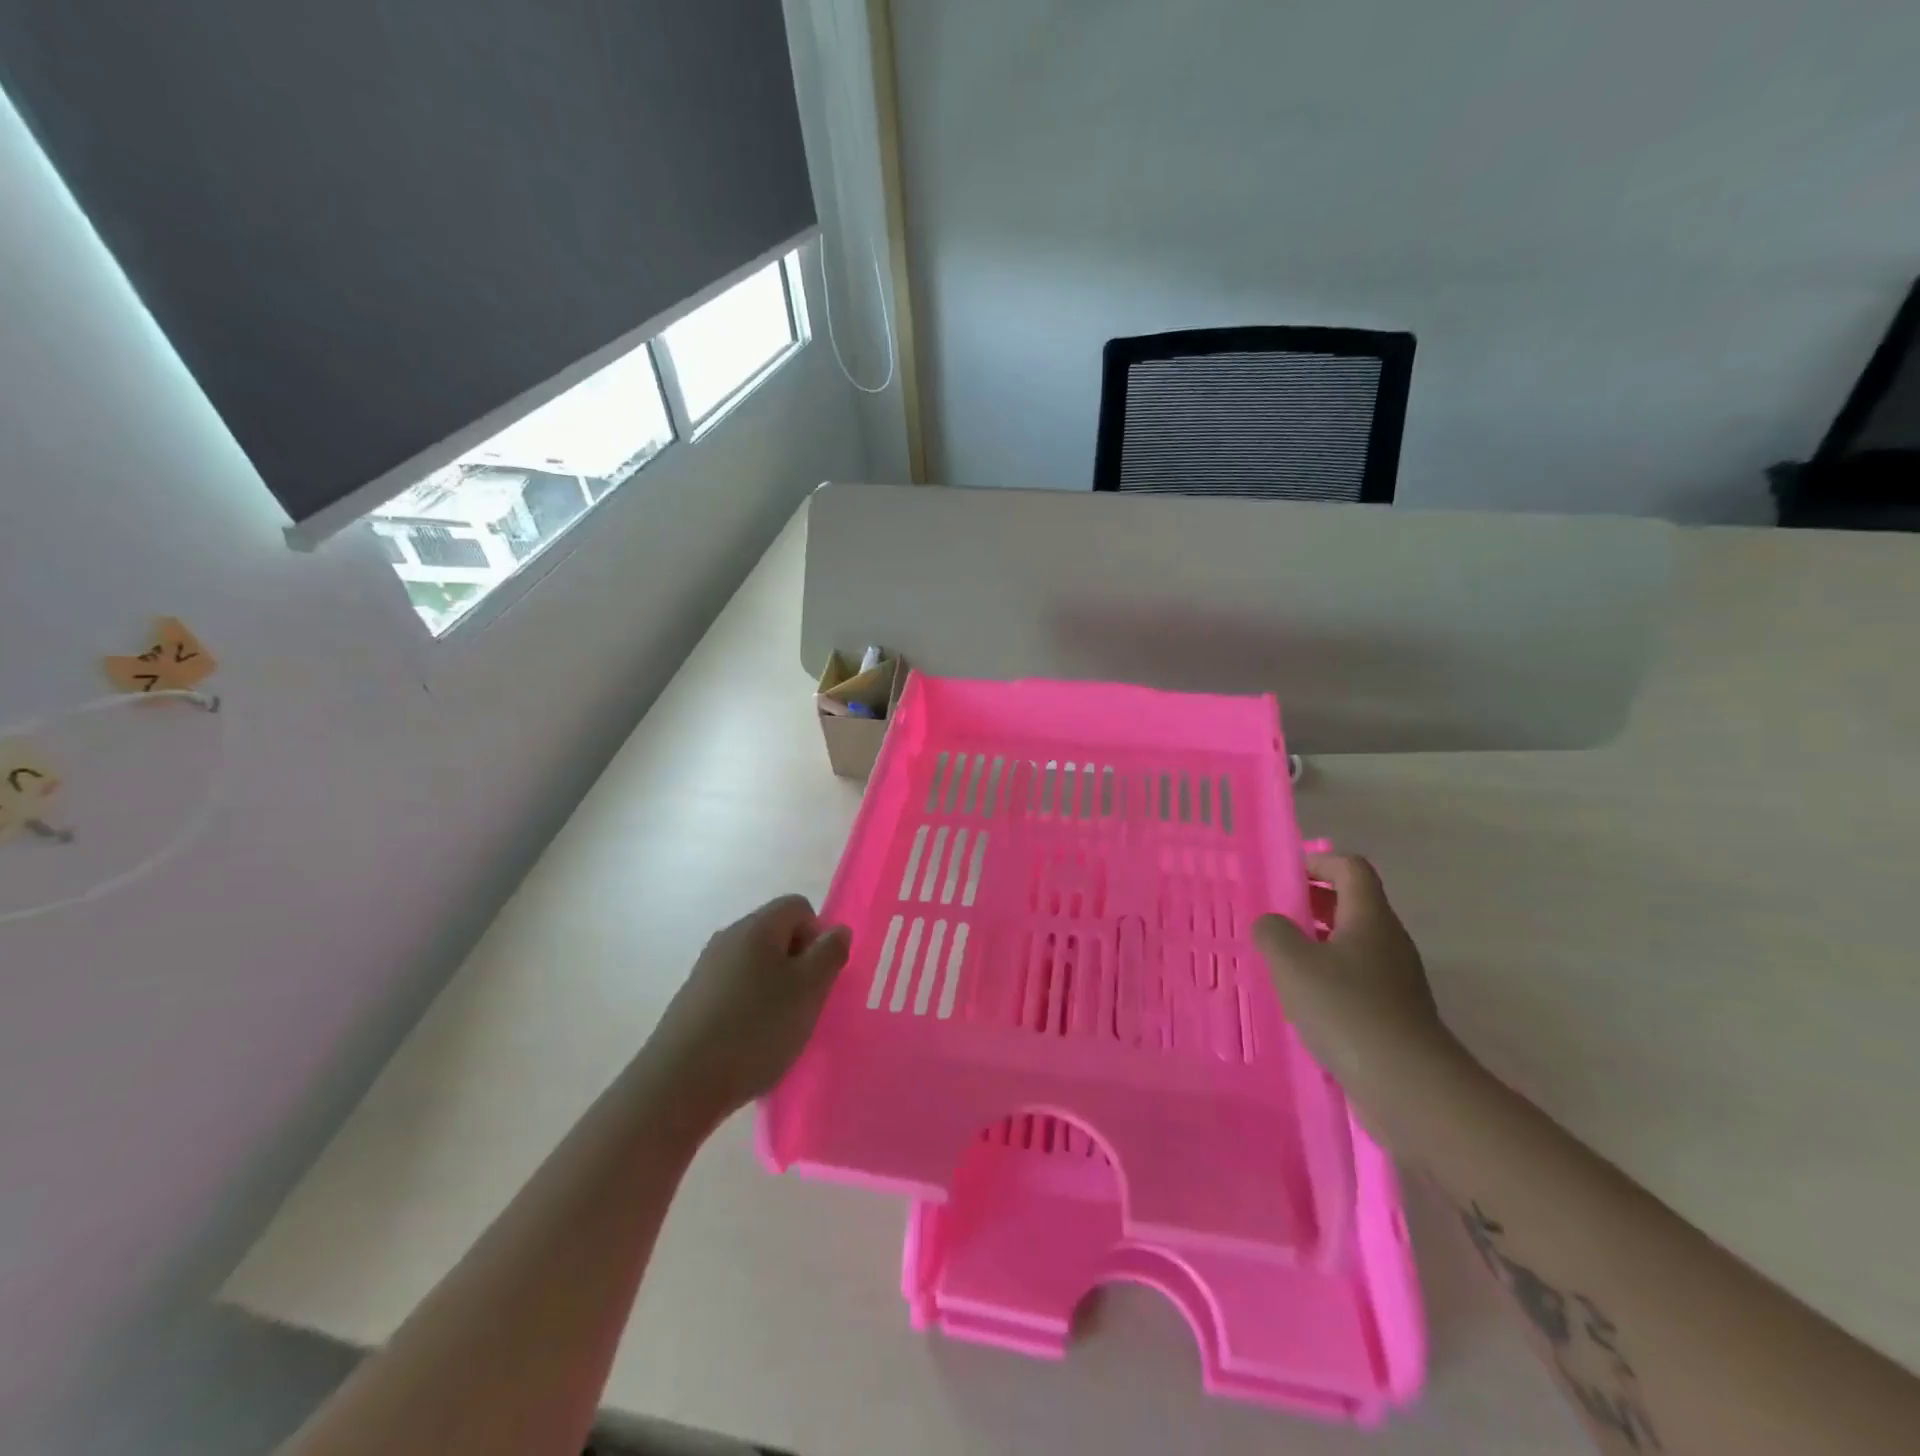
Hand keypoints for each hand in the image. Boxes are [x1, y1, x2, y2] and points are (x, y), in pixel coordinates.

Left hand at [645, 895, 850, 1125]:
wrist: (678, 1084)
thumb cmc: (755, 1029)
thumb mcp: (809, 990)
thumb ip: (830, 954)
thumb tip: (837, 931)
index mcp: (757, 926)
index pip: (799, 907)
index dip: (818, 936)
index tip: (819, 976)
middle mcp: (729, 937)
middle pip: (777, 934)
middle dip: (798, 964)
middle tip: (805, 1004)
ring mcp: (706, 968)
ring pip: (756, 964)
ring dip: (775, 988)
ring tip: (779, 1028)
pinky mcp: (692, 999)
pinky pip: (735, 989)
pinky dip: (750, 1007)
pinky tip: (750, 1042)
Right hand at [1254, 854, 1463, 1142]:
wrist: (1409, 1087)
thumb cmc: (1346, 1009)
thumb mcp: (1292, 962)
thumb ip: (1273, 931)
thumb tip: (1272, 924)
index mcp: (1370, 918)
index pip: (1350, 868)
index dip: (1317, 862)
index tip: (1283, 876)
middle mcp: (1389, 941)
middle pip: (1353, 904)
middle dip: (1312, 902)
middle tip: (1274, 915)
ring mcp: (1396, 980)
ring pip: (1353, 944)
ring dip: (1317, 942)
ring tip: (1280, 959)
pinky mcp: (1394, 1014)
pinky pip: (1357, 979)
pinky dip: (1328, 977)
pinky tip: (1302, 1001)